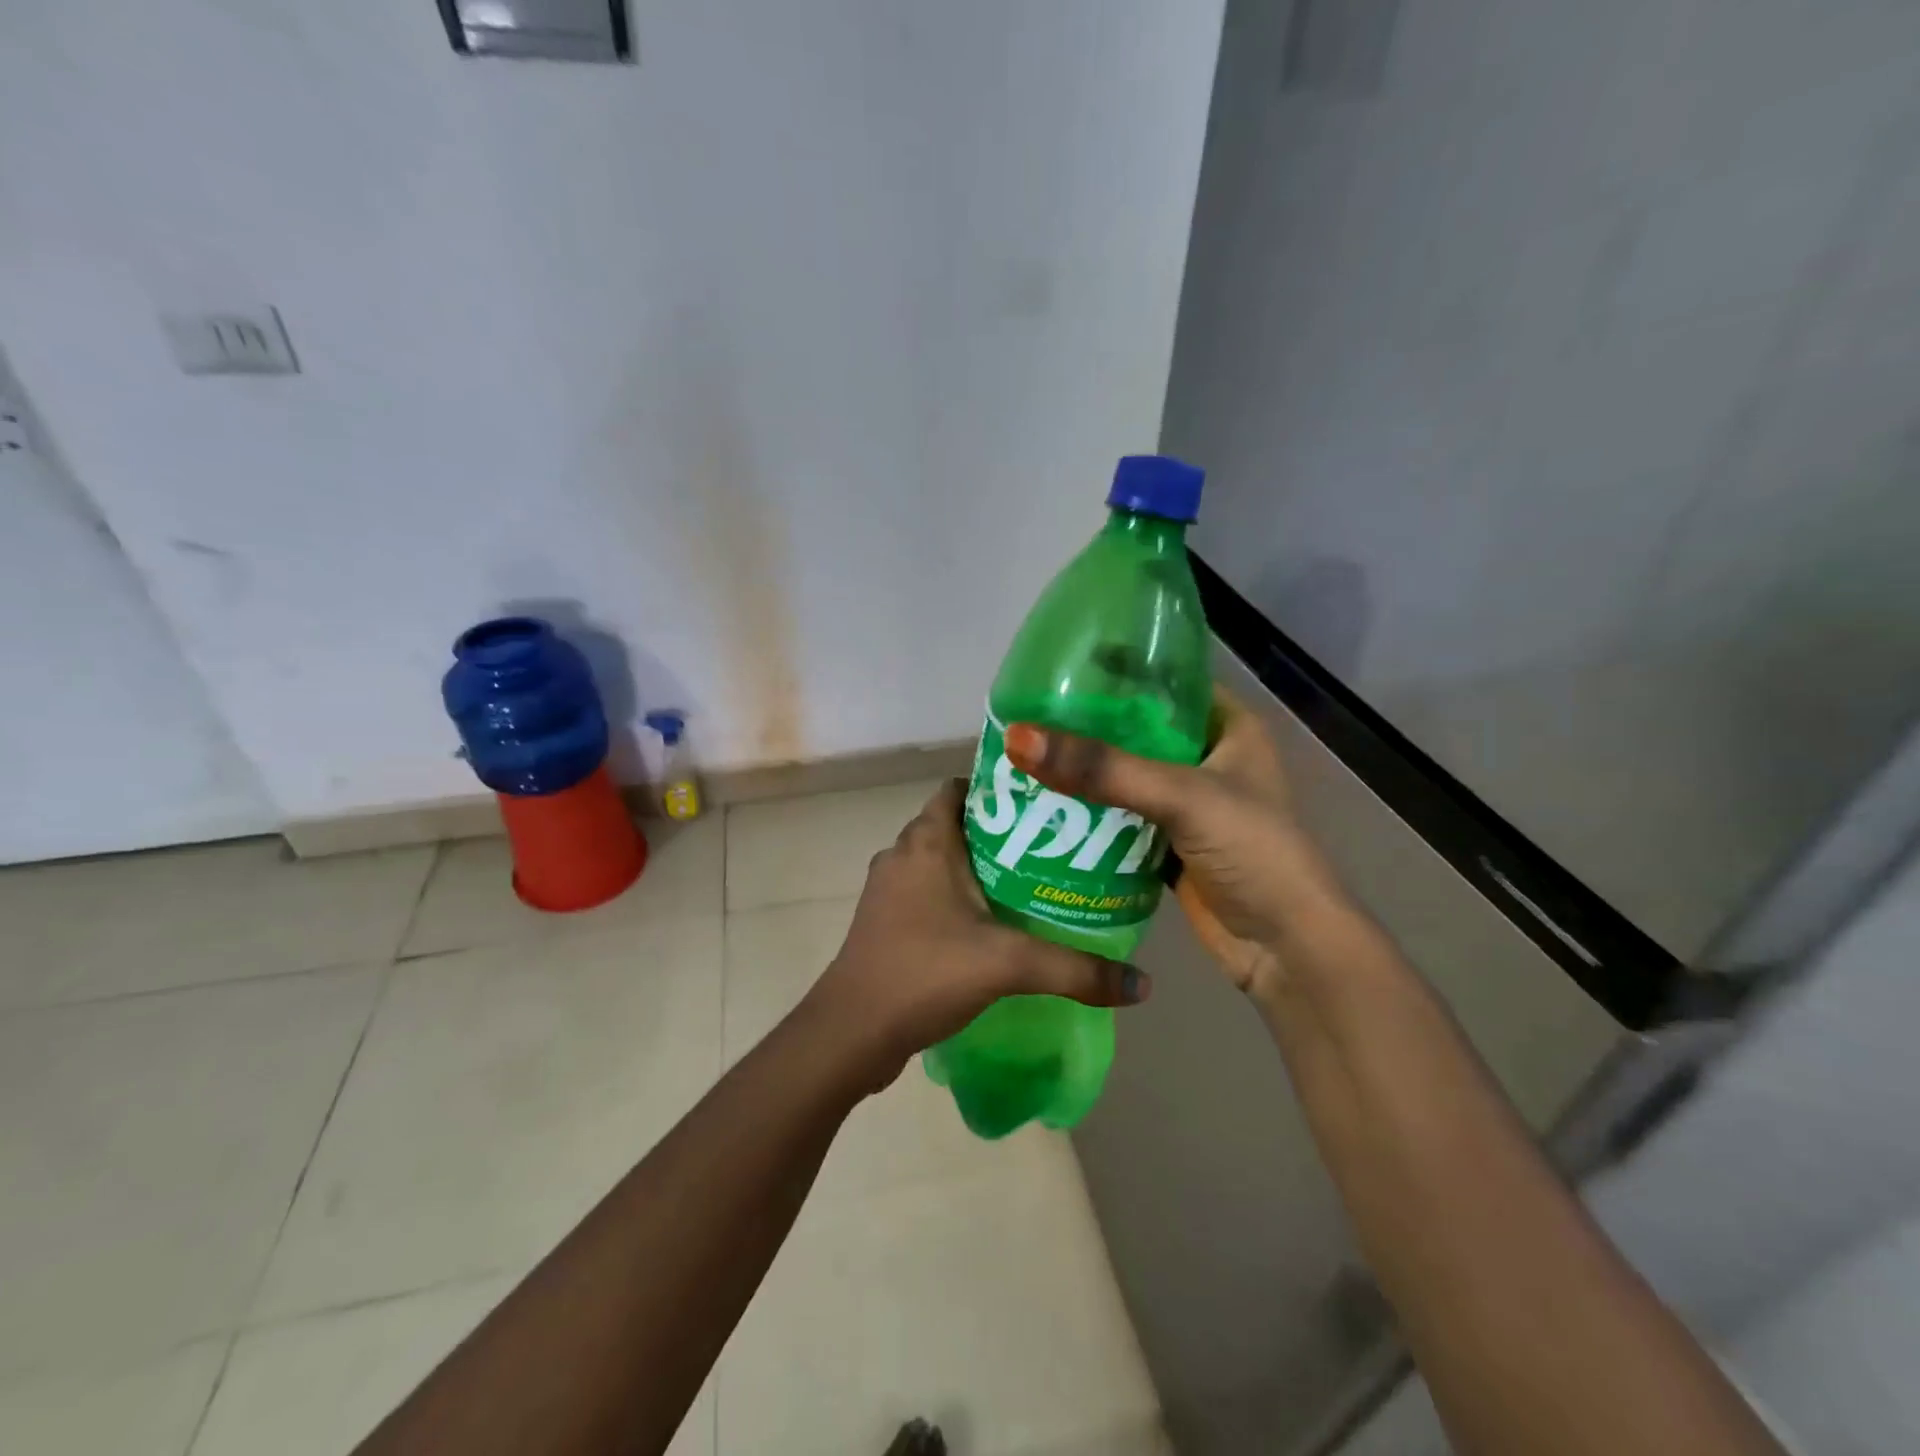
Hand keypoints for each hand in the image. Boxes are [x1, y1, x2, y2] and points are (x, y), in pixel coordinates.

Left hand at [805, 779, 1148, 1088]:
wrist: (851, 1032)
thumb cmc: (924, 972)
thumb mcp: (1007, 964)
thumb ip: (1075, 969)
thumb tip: (1142, 983)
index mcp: (925, 841)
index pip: (959, 788)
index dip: (998, 788)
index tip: (1042, 802)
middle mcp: (902, 855)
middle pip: (956, 825)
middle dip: (1000, 832)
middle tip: (1051, 846)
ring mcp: (889, 891)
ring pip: (941, 862)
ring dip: (978, 868)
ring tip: (1031, 883)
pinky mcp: (886, 923)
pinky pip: (929, 893)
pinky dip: (958, 898)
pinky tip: (993, 926)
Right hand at [1005, 686, 1336, 1000]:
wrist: (1286, 949)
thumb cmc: (1253, 853)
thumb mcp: (1182, 797)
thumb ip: (1103, 768)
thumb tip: (1019, 737)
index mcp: (1228, 727)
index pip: (1165, 681)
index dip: (1115, 671)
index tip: (1056, 667)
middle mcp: (1206, 759)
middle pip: (1136, 731)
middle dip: (1086, 727)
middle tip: (1027, 716)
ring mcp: (1187, 806)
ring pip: (1124, 778)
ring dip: (1083, 774)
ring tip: (1024, 756)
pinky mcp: (1169, 845)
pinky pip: (1120, 820)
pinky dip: (1089, 816)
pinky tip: (1044, 807)